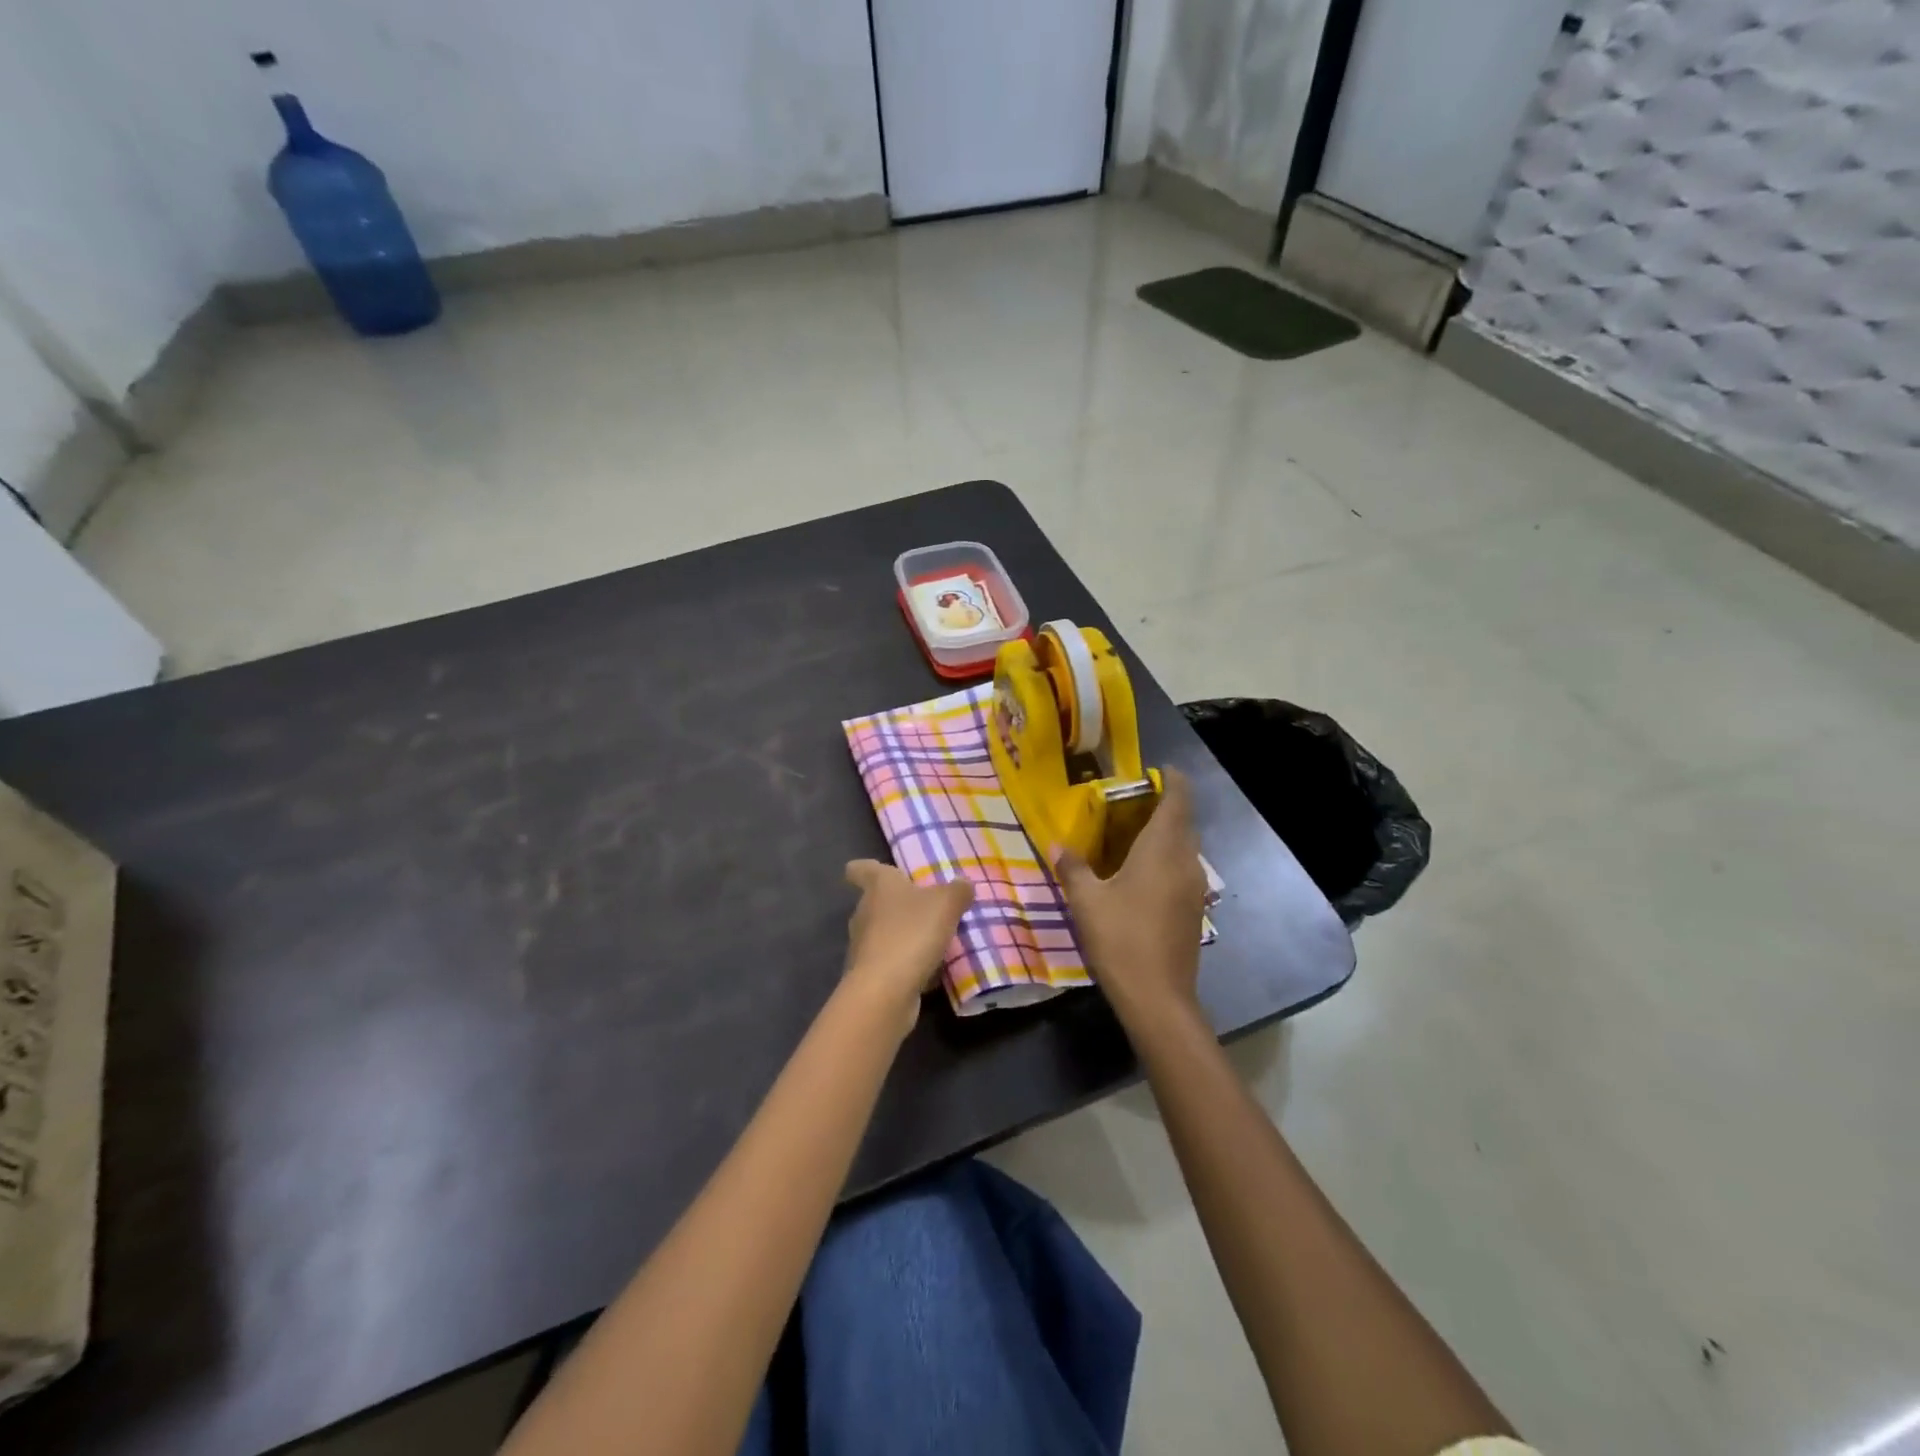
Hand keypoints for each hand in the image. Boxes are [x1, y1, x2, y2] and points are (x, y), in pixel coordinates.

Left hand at [840, 861, 974, 1032]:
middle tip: (925, 906)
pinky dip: (906, 964)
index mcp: (879, 886)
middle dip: (897, 904)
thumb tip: (963, 883)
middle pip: (876, 902)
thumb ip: (957, 890)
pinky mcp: (869, 975)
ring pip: (884, 933)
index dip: (863, 867)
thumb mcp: (946, 904)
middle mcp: (865, 912)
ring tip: (933, 940)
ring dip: (903, 935)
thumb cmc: (912, 933)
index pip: (861, 869)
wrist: (885, 991)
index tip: (867, 869)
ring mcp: (863, 946)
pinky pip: (891, 962)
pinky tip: (929, 971)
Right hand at [1053, 768, 1208, 1025]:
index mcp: (1163, 849)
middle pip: (1184, 822)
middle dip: (1164, 806)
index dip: (1171, 780)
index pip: (1178, 799)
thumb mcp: (1087, 901)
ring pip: (1185, 848)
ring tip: (1131, 836)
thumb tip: (1056, 845)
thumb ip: (1073, 868)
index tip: (1156, 770)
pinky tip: (1140, 875)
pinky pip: (1183, 870)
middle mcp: (1186, 862)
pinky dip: (1167, 861)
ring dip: (1166, 835)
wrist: (1158, 998)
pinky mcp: (1194, 910)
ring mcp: (1195, 888)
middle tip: (1130, 804)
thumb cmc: (1121, 939)